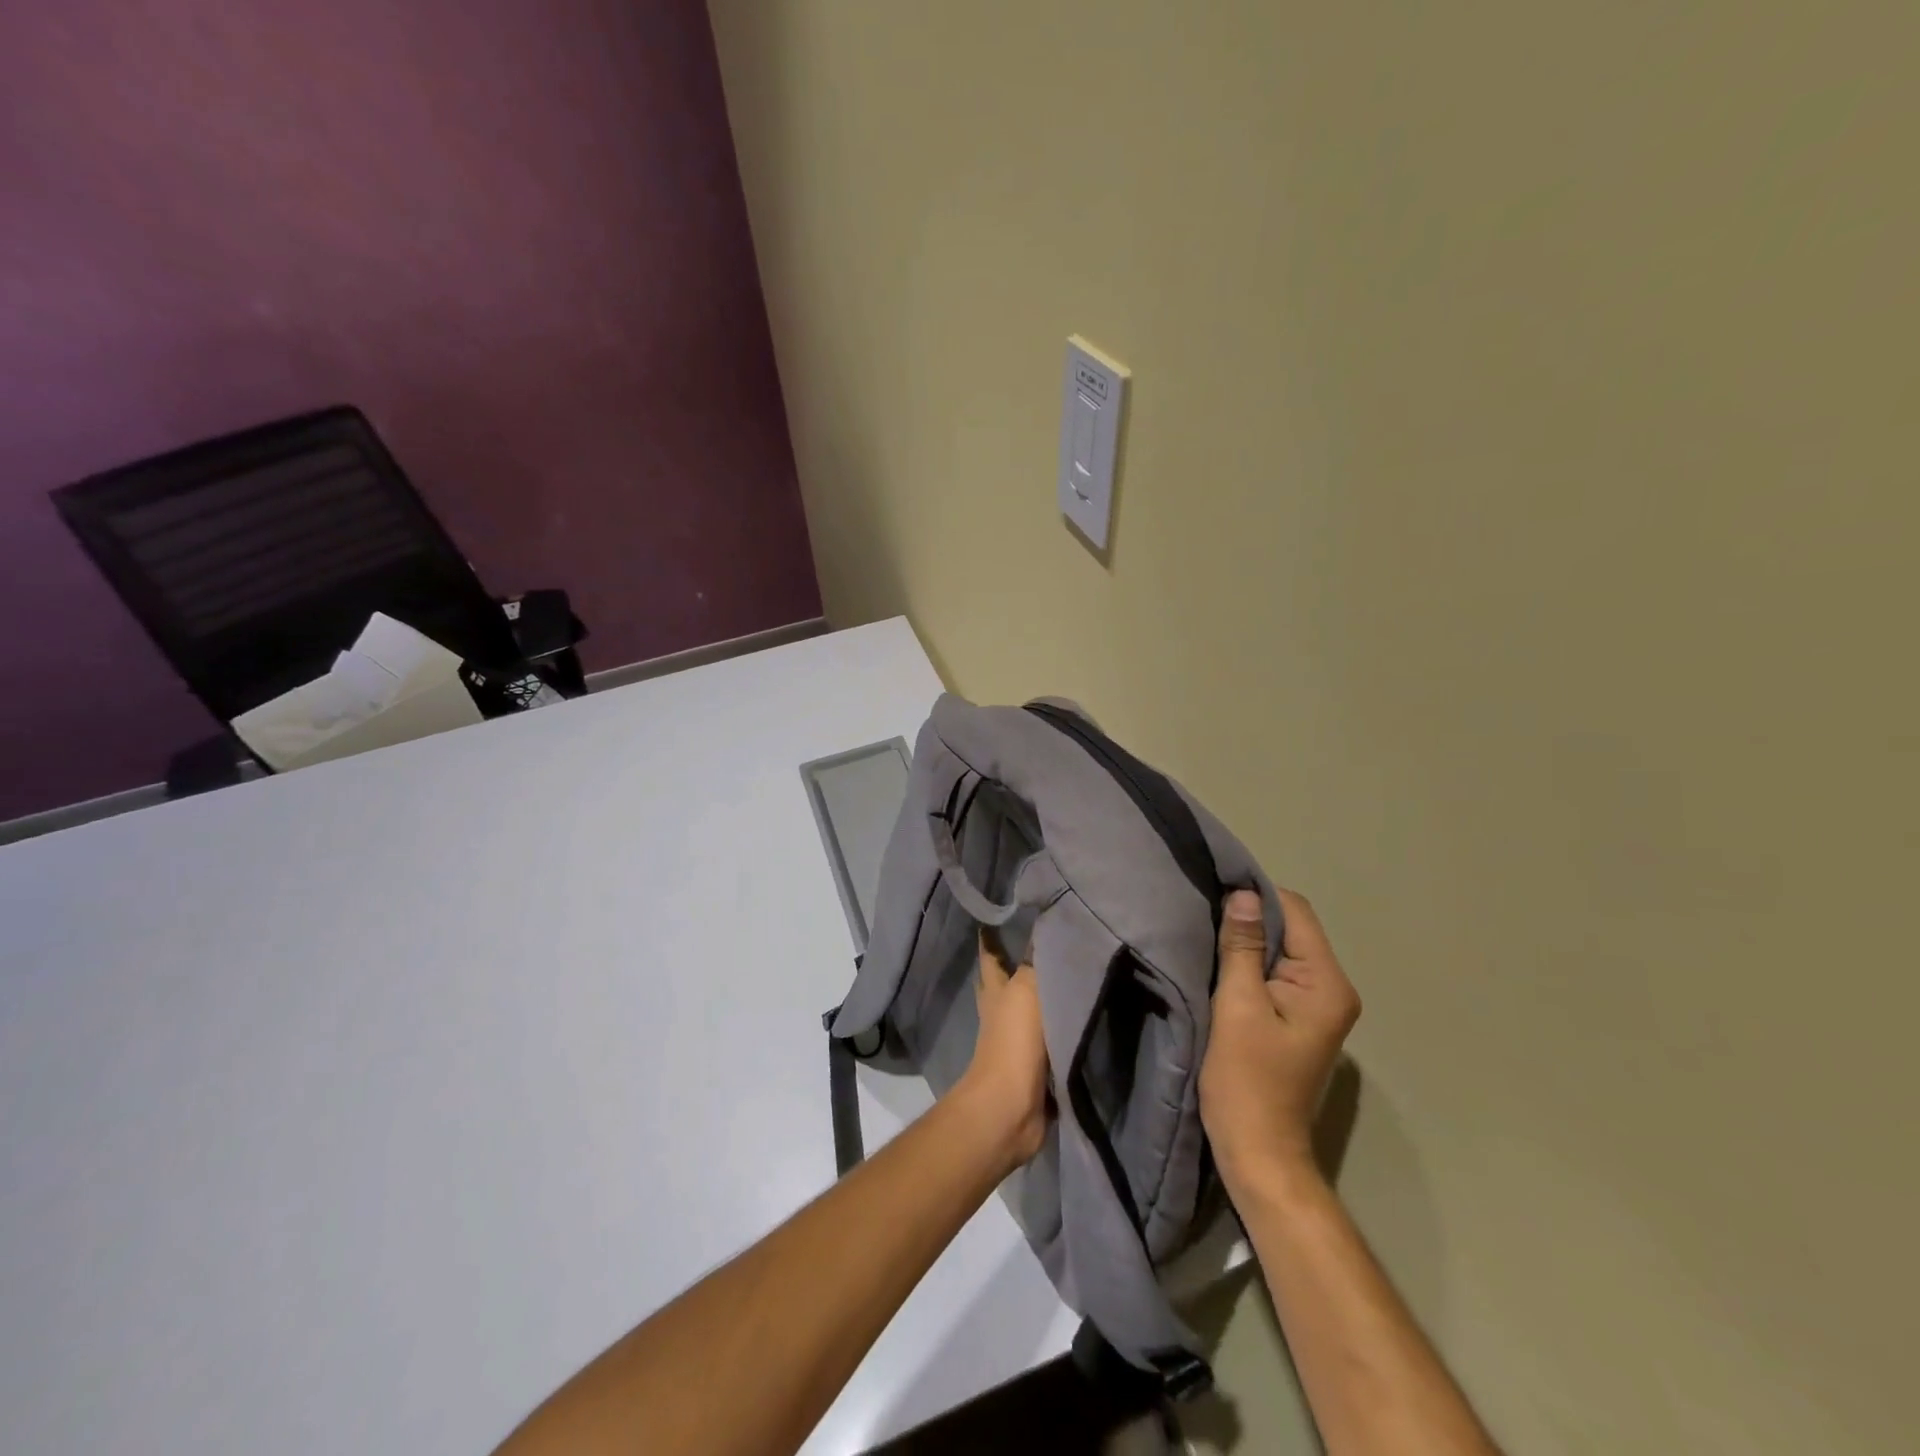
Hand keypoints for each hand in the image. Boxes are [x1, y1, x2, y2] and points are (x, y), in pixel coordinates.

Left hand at [954, 934, 1051, 1168]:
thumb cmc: (1014, 1040)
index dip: (992, 934)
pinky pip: (1053, 1037)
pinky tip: (1082, 1017)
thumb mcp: (1027, 989)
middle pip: (1008, 980)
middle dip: (1017, 963)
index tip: (1000, 913)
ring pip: (1032, 1009)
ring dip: (1046, 995)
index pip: (991, 954)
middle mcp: (1003, 1011)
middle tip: (1044, 942)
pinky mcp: (1037, 1066)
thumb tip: (1050, 925)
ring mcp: (1018, 1040)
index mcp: (995, 989)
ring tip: (1072, 974)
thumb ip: (1039, 961)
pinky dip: (1064, 1027)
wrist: (1012, 1106)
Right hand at [1200, 888, 1360, 1195]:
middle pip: (1290, 928)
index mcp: (1326, 983)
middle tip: (1202, 909)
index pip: (1295, 912)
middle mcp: (1332, 988)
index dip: (1255, 895)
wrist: (1258, 1150)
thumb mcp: (1237, 1005)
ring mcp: (1318, 1005)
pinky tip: (1220, 962)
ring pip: (1281, 949)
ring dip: (1246, 941)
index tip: (1212, 888)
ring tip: (1206, 931)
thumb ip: (1242, 947)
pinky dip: (1249, 962)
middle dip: (1249, 917)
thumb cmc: (1246, 1079)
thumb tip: (1242, 894)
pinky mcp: (1299, 1017)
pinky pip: (1275, 972)